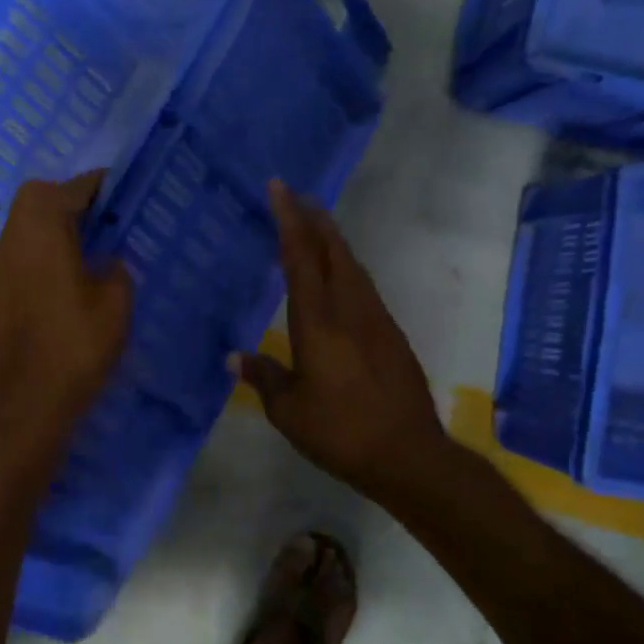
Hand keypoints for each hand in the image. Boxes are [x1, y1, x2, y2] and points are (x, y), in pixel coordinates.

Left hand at [0, 171, 132, 438]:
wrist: (26, 405)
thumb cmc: (76, 346)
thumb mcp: (116, 303)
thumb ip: (114, 270)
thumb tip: (104, 262)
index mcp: (40, 234)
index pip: (65, 190)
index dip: (93, 186)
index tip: (115, 190)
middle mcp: (7, 245)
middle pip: (31, 204)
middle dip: (64, 204)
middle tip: (96, 222)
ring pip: (18, 235)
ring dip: (45, 235)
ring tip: (77, 257)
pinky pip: (11, 268)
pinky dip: (32, 266)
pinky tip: (52, 295)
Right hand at [235, 181, 450, 502]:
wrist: (408, 455)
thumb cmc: (340, 432)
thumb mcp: (289, 411)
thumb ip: (263, 377)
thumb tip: (234, 358)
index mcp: (318, 322)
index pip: (300, 258)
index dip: (288, 220)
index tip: (279, 188)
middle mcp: (350, 310)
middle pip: (332, 250)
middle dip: (313, 219)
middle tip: (294, 196)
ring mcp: (376, 320)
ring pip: (352, 265)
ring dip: (332, 240)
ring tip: (315, 226)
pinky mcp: (391, 334)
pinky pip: (363, 286)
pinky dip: (345, 267)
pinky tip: (339, 276)